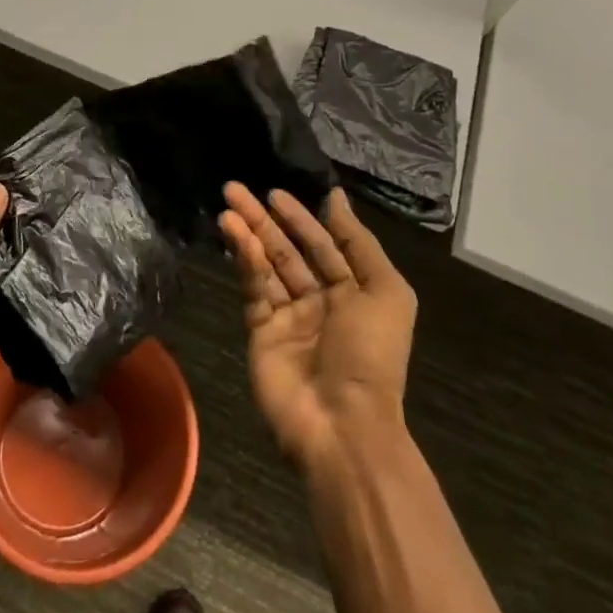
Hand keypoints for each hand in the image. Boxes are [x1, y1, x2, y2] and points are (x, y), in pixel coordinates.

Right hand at [218, 183, 416, 473]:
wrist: (343, 424)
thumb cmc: (371, 354)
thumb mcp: (385, 292)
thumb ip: (358, 241)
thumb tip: (335, 196)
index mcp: (352, 291)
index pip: (322, 244)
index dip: (300, 217)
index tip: (274, 192)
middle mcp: (318, 300)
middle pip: (287, 249)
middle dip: (263, 219)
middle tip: (234, 188)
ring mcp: (287, 317)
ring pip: (265, 265)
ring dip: (247, 234)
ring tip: (227, 206)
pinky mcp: (260, 332)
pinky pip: (254, 289)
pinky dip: (245, 261)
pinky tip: (234, 236)